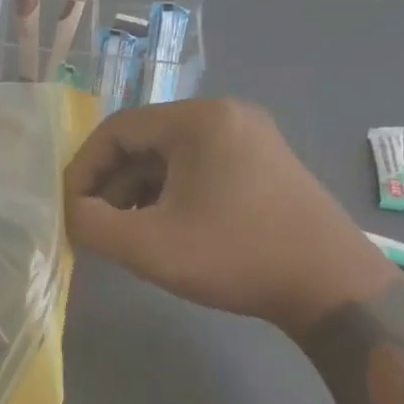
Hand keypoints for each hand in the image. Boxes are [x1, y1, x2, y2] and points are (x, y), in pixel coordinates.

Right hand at [64, 98, 390, 334]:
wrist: (334, 289)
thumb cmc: (237, 257)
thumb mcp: (149, 246)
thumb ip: (91, 225)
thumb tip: (71, 211)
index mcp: (198, 120)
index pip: (116, 130)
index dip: (84, 169)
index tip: (69, 209)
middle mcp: (224, 115)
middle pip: (143, 141)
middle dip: (110, 184)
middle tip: (94, 225)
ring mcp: (249, 137)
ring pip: (169, 157)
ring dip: (137, 192)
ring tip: (124, 232)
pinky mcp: (262, 162)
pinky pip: (196, 168)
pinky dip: (169, 194)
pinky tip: (163, 228)